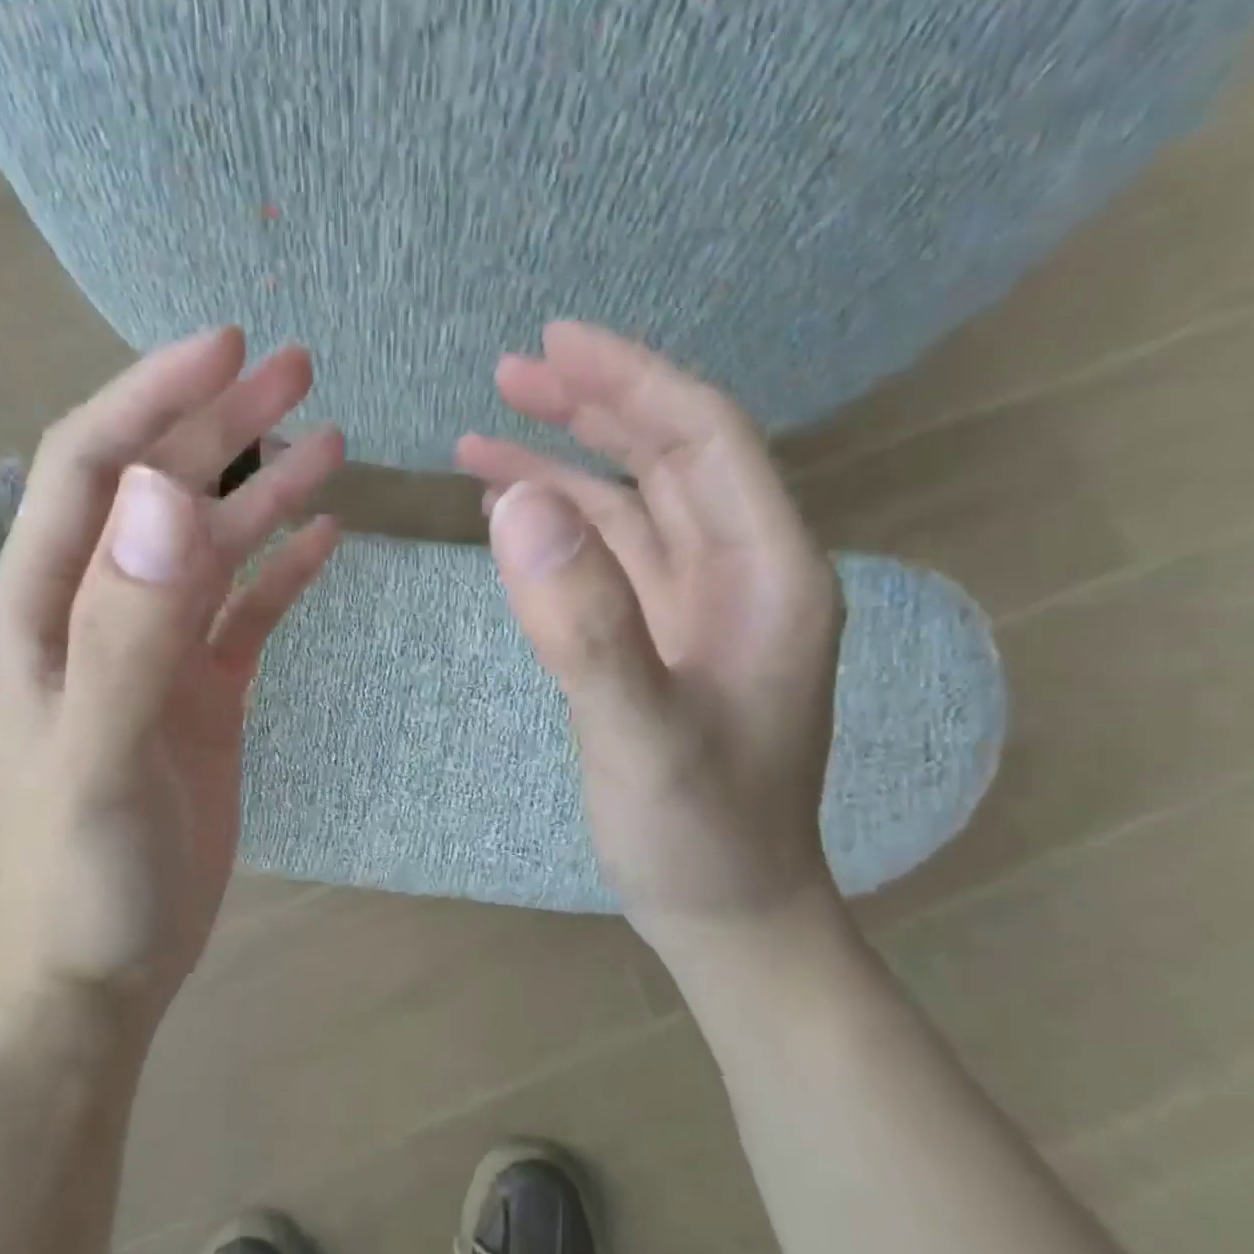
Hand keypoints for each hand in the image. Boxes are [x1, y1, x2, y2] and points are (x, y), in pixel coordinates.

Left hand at [0, 328, 341, 1020]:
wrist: (100, 963)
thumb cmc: (84, 873)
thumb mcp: (100, 754)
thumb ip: (127, 629)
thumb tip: (170, 497)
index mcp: (47, 607)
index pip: (96, 467)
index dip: (153, 397)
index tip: (226, 347)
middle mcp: (98, 612)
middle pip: (160, 491)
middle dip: (222, 424)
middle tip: (297, 369)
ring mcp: (155, 651)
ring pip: (213, 547)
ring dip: (264, 490)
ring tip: (331, 440)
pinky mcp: (201, 692)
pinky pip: (246, 611)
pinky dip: (283, 569)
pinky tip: (327, 537)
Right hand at [458, 322, 843, 939]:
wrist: (724, 911)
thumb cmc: (700, 834)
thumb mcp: (640, 736)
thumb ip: (585, 625)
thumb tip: (517, 505)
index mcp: (768, 576)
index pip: (702, 441)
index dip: (632, 381)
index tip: (555, 342)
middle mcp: (741, 576)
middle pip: (667, 459)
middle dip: (590, 408)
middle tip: (509, 372)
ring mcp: (698, 611)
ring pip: (630, 508)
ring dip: (563, 466)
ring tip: (484, 436)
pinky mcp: (659, 642)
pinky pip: (608, 562)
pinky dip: (559, 530)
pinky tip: (511, 517)